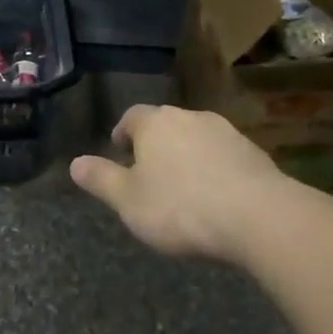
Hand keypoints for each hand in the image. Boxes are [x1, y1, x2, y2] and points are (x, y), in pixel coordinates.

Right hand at [70, 104, 285, 262]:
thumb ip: (101, 180)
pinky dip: (216, 169)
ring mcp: (225, 131)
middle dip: (155, 145)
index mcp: (154, 123)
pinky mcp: (254, 152)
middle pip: (165, 124)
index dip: (123, 134)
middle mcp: (189, 116)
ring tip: (185, 187)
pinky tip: (217, 196)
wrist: (258, 216)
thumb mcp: (129, 201)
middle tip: (150, 173)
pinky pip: (224, 155)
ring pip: (196, 138)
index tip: (120, 152)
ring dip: (188, 156)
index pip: (132, 117)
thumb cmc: (181, 207)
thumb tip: (74, 163)